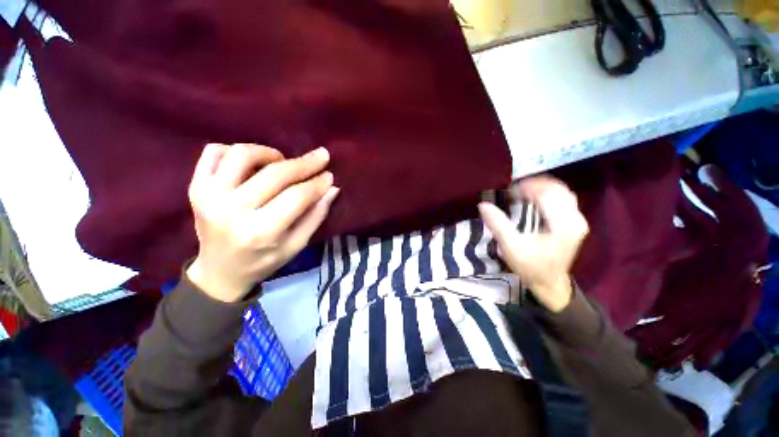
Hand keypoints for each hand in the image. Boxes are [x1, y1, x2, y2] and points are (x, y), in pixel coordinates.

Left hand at [186, 143, 338, 301]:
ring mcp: (208, 195)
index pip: (296, 196)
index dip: (317, 183)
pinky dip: (236, 150)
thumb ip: (316, 216)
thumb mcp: (296, 245)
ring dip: (270, 153)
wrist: (219, 271)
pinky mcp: (195, 186)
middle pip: (275, 174)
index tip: (329, 175)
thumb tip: (332, 188)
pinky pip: (213, 152)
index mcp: (260, 231)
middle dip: (304, 163)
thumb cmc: (263, 261)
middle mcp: (231, 210)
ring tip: (282, 162)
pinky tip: (252, 163)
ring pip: (243, 154)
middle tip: (321, 157)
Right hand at [479, 176, 588, 311]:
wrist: (549, 282)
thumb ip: (498, 224)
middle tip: (515, 189)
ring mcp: (578, 220)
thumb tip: (483, 205)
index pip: (547, 195)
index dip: (528, 188)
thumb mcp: (511, 247)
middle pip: (558, 189)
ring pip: (563, 192)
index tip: (510, 190)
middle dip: (535, 185)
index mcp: (562, 225)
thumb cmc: (530, 266)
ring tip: (523, 191)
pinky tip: (535, 198)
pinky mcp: (575, 222)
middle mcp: (576, 219)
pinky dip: (549, 194)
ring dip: (543, 187)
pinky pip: (564, 199)